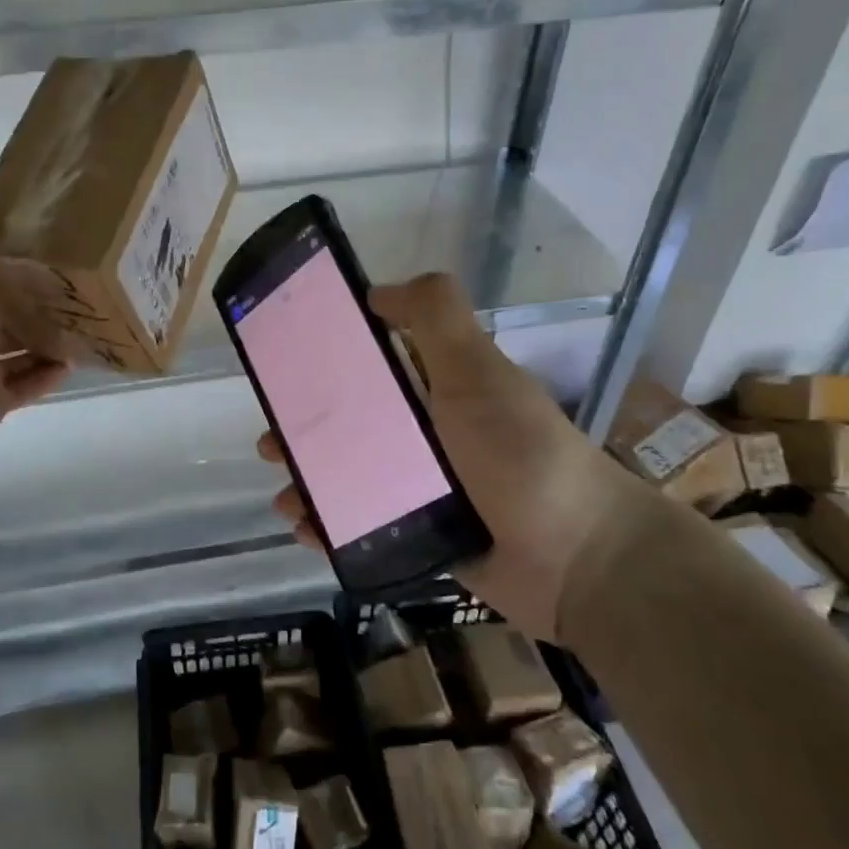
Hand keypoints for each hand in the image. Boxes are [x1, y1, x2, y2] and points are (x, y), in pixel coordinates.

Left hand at [0, 201, 68, 473]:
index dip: (4, 248)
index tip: (44, 231)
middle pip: (7, 305)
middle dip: (38, 293)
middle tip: (77, 276)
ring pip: (24, 347)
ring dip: (51, 335)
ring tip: (86, 317)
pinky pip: (29, 386)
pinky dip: (51, 375)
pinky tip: (72, 359)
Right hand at [258, 272, 652, 639]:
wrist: (575, 557)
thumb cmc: (519, 454)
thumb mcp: (478, 371)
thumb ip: (436, 318)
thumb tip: (377, 290)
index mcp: (437, 388)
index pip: (371, 365)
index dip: (326, 363)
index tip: (286, 368)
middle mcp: (426, 434)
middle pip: (350, 425)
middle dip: (304, 431)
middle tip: (272, 441)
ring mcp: (421, 488)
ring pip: (348, 477)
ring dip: (308, 481)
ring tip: (284, 493)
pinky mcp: (418, 536)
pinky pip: (362, 526)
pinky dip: (328, 526)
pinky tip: (304, 528)